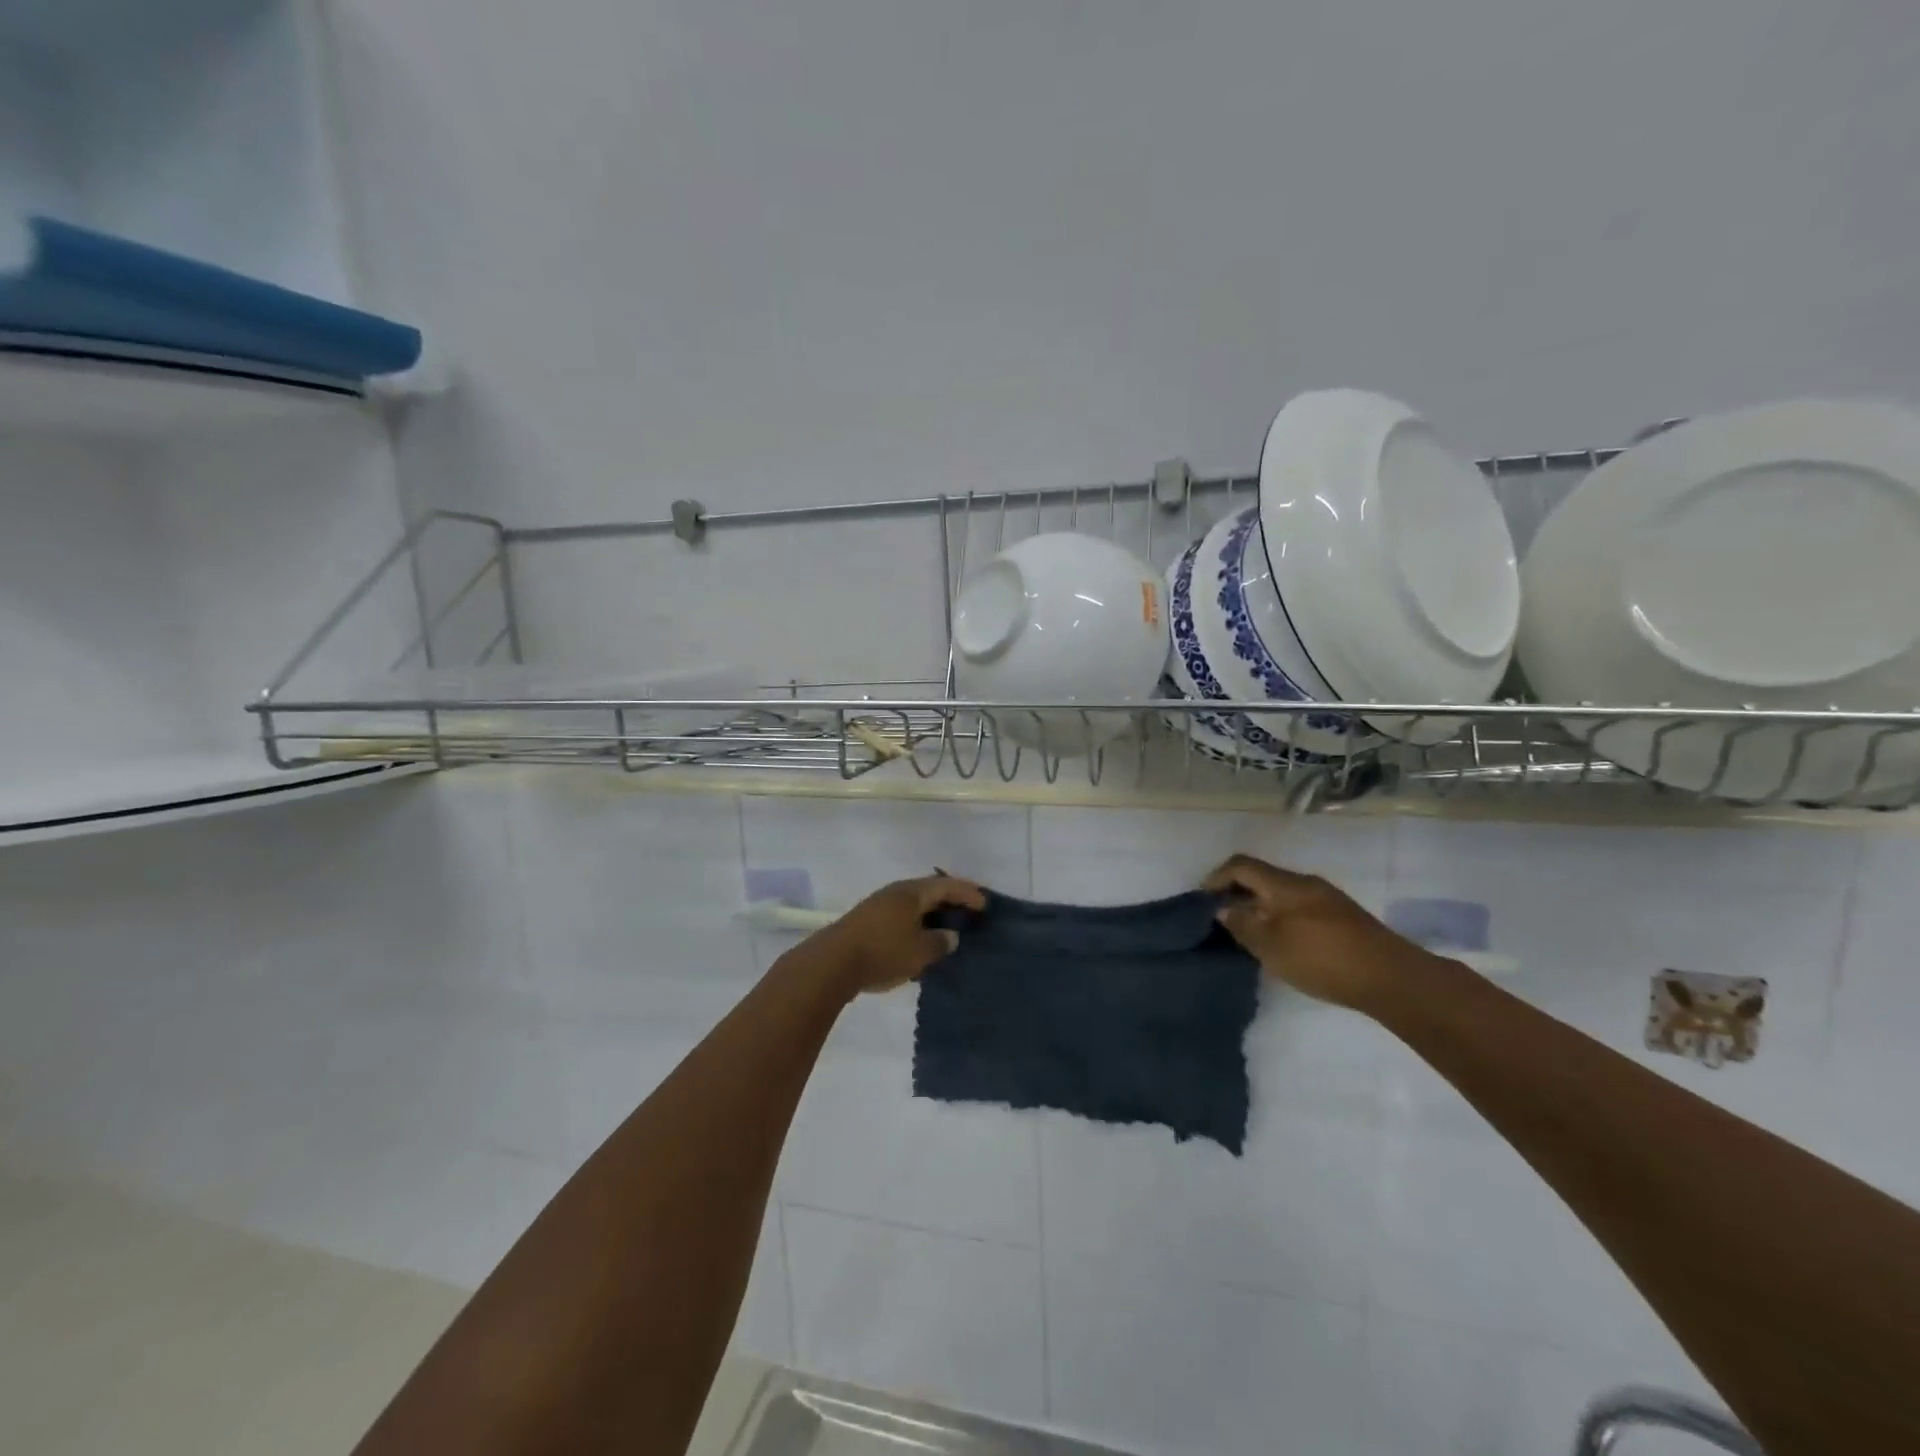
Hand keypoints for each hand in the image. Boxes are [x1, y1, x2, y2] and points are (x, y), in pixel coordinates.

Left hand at [807, 875, 986, 995]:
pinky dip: (917, 923)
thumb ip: (940, 942)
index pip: (947, 886)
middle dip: (950, 899)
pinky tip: (920, 939)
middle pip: (929, 890)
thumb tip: (951, 936)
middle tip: (969, 909)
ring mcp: (879, 905)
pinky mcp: (868, 921)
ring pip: (914, 904)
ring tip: (947, 925)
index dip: (968, 893)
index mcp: (912, 893)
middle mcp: (896, 892)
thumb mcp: (919, 952)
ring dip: (932, 912)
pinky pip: (901, 916)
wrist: (832, 963)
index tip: (985, 904)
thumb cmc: (882, 952)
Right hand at [1203, 854, 1430, 1010]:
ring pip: (1282, 894)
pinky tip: (1283, 943)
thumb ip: (1242, 924)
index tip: (1203, 901)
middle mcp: (1305, 883)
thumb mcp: (1271, 945)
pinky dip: (1281, 917)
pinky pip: (1300, 908)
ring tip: (1250, 934)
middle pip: (1262, 877)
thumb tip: (1223, 908)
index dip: (1217, 878)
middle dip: (1238, 893)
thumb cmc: (1322, 958)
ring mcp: (1328, 899)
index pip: (1241, 865)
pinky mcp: (1343, 918)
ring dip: (1261, 907)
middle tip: (1223, 920)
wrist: (1392, 978)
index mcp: (1285, 884)